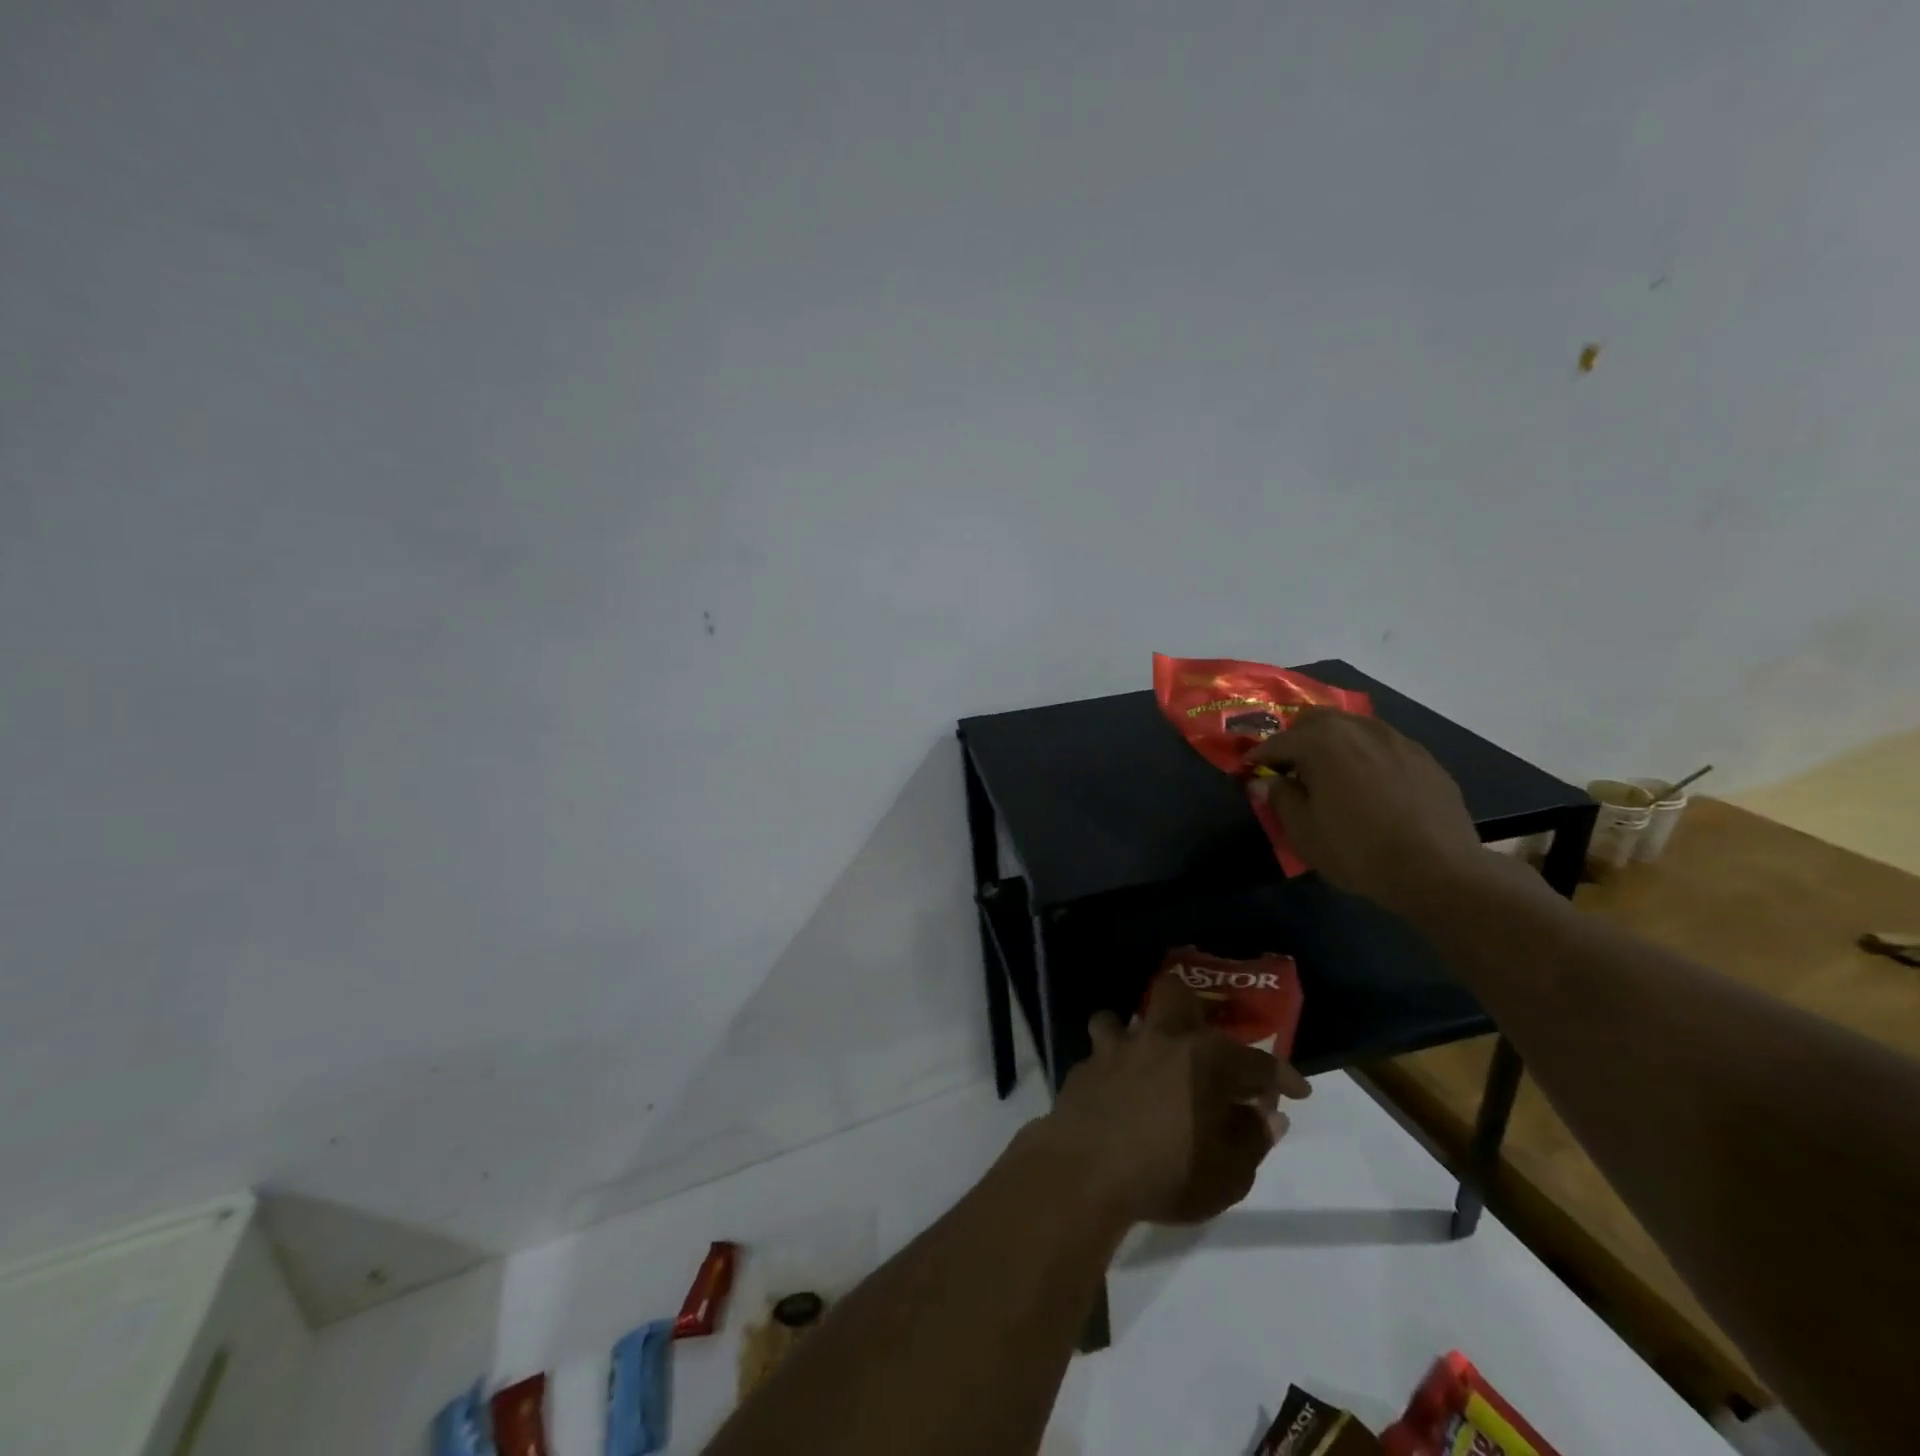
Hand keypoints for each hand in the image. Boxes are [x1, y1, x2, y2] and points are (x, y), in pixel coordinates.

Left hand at [1034, 978, 1309, 1225]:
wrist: (1085, 1172)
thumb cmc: (1167, 1174)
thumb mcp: (1228, 1174)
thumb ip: (1251, 1139)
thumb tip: (1266, 1115)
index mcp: (1205, 1060)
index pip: (1257, 1062)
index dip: (1282, 1077)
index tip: (1296, 1091)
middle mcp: (1161, 1039)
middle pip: (1178, 996)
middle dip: (1195, 1011)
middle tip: (1204, 1046)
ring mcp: (1118, 1047)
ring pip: (1127, 1017)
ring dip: (1140, 1034)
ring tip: (1149, 1060)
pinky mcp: (1086, 1065)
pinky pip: (1100, 1051)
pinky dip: (1111, 1065)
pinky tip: (1115, 1088)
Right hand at [1247, 709, 1490, 914]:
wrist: (1438, 870)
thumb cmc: (1357, 850)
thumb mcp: (1304, 831)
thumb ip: (1281, 798)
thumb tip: (1266, 782)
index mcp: (1322, 742)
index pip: (1279, 742)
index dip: (1259, 756)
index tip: (1248, 769)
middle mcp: (1358, 729)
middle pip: (1317, 720)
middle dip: (1297, 738)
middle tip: (1289, 766)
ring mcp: (1396, 740)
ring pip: (1353, 727)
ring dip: (1334, 743)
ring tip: (1329, 772)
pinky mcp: (1424, 758)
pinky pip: (1383, 746)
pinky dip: (1366, 756)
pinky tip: (1368, 784)